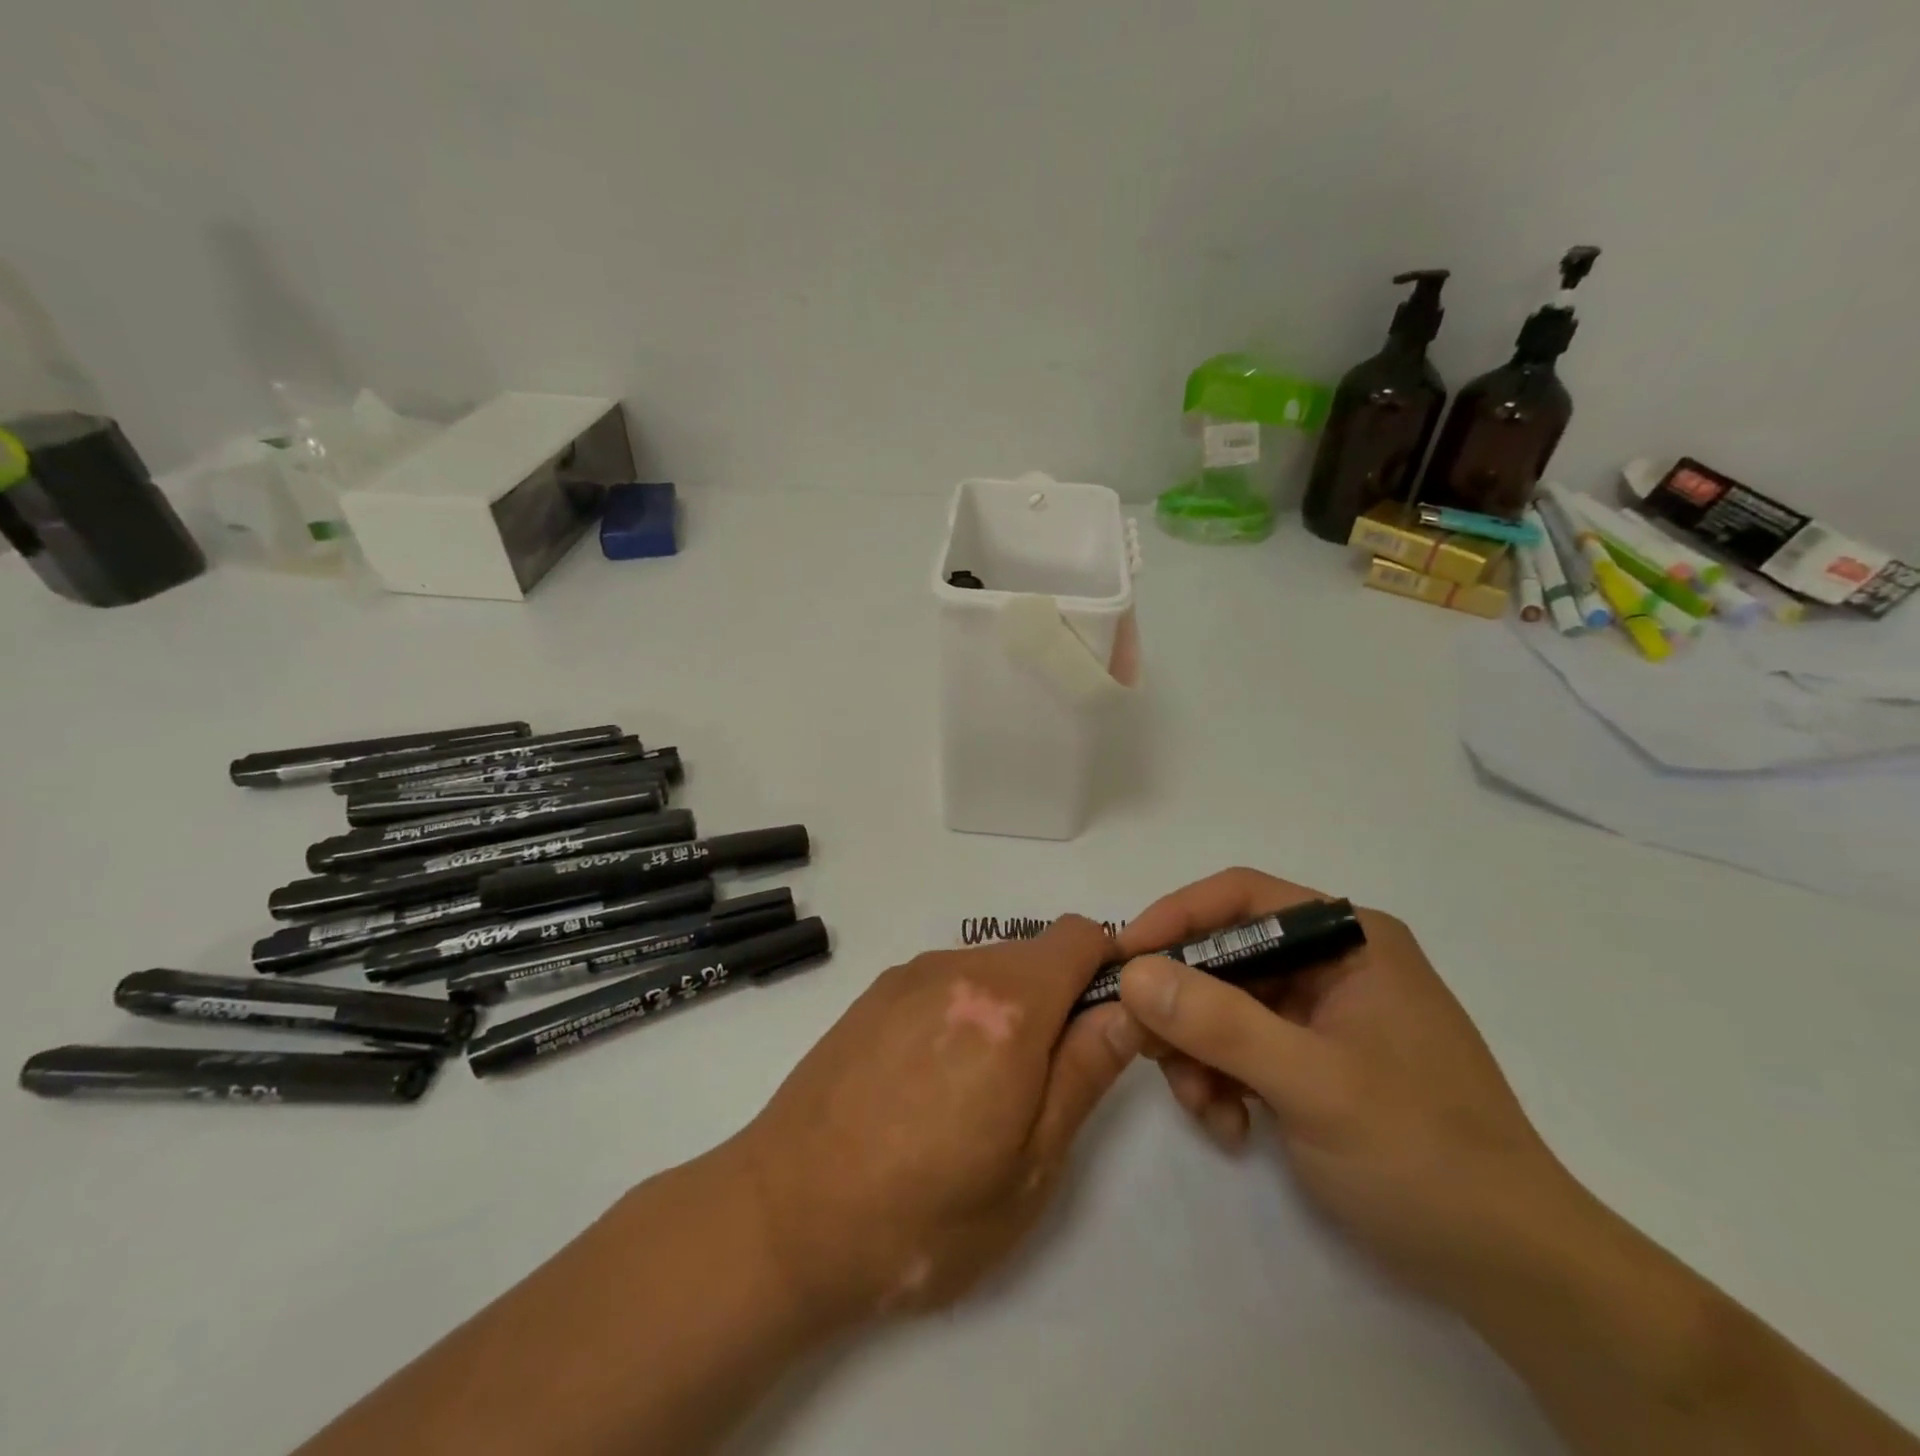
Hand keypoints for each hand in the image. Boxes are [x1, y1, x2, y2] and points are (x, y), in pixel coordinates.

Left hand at [728, 916, 1140, 1326]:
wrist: (783, 1216)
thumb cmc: (923, 1214)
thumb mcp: (1029, 1165)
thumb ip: (1084, 1073)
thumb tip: (1128, 1009)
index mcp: (1006, 1006)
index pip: (1079, 936)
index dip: (1108, 967)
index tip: (1109, 1022)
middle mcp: (956, 969)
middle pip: (1034, 955)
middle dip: (1057, 1001)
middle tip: (1043, 1084)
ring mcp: (908, 976)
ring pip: (988, 969)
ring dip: (1007, 1010)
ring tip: (979, 1094)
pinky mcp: (873, 993)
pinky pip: (943, 983)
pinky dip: (961, 1012)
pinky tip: (930, 1082)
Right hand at [1115, 868, 1585, 1307]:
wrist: (1511, 1268)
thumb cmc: (1421, 1154)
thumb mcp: (1313, 1085)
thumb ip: (1220, 1024)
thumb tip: (1132, 972)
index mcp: (1348, 940)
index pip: (1241, 897)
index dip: (1176, 917)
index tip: (1123, 958)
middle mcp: (1332, 963)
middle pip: (1225, 955)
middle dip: (1183, 1005)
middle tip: (1145, 1047)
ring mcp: (1321, 1014)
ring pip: (1223, 1005)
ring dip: (1197, 1052)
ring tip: (1205, 1108)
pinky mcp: (1312, 1059)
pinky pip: (1240, 1047)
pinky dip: (1220, 1080)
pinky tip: (1231, 1126)